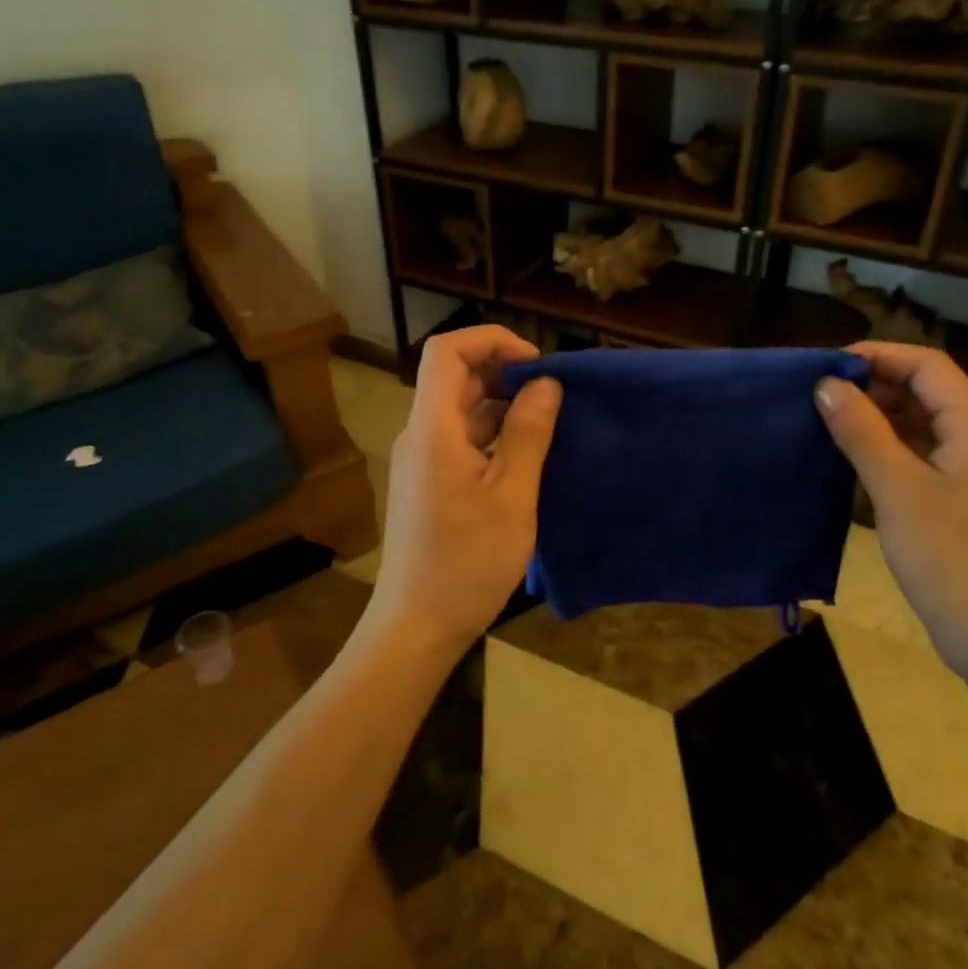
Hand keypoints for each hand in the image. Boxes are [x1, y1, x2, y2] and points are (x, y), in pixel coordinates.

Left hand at [368, 326, 562, 658]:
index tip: (536, 363)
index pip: (447, 351)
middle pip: (454, 377)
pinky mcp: (428, 483)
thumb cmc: (467, 563)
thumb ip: (528, 433)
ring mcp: (421, 460)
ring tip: (548, 422)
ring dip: (501, 404)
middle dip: (503, 372)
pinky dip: (492, 433)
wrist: (415, 627)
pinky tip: (526, 454)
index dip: (491, 340)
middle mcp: (419, 435)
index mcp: (432, 429)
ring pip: (459, 409)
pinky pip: (460, 438)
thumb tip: (546, 384)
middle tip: (552, 395)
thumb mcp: (512, 497)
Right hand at [815, 343, 967, 680]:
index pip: (927, 365)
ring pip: (924, 420)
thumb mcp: (897, 491)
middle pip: (927, 388)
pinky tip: (855, 456)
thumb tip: (826, 385)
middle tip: (823, 396)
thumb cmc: (950, 560)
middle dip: (875, 384)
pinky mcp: (966, 494)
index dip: (878, 355)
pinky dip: (890, 444)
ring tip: (831, 422)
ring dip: (880, 414)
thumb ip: (862, 431)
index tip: (829, 366)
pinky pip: (925, 451)